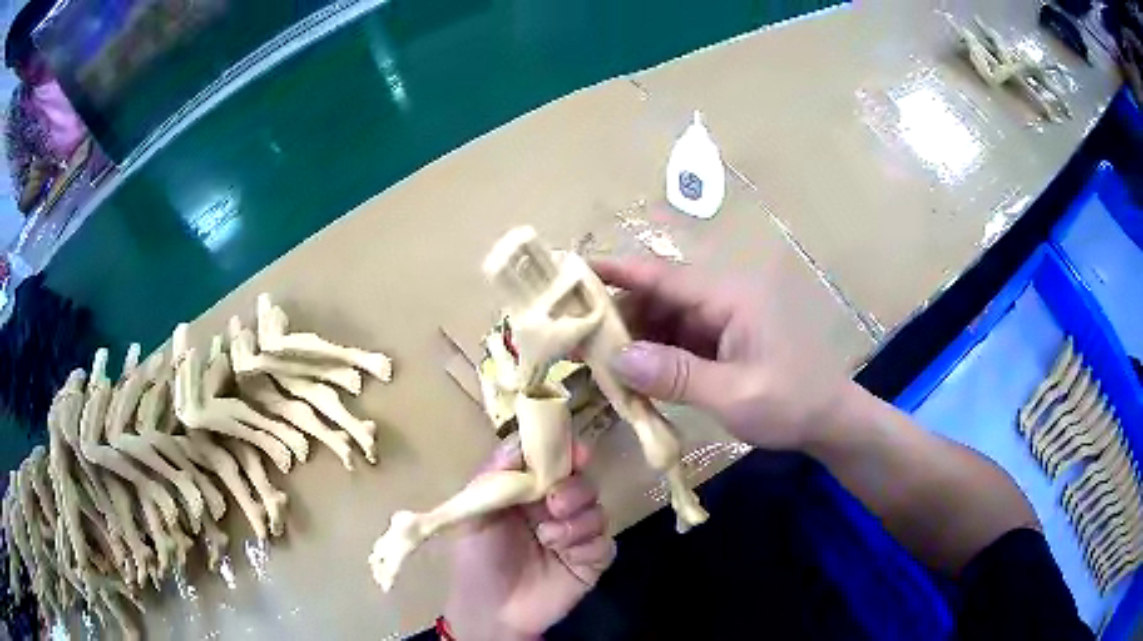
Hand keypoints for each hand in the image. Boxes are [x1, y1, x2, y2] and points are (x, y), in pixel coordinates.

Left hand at [444, 442, 614, 640]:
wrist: (490, 609)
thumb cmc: (477, 557)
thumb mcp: (476, 512)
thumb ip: (496, 474)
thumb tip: (521, 437)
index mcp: (528, 493)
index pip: (555, 462)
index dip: (567, 452)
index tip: (576, 452)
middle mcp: (555, 509)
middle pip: (583, 482)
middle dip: (574, 489)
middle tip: (554, 504)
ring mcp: (576, 535)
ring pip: (598, 510)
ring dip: (578, 521)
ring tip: (549, 538)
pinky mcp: (591, 561)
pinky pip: (606, 543)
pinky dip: (588, 544)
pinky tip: (566, 554)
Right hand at [593, 256, 852, 450]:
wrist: (831, 420)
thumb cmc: (792, 403)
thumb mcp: (734, 395)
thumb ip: (676, 375)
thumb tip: (617, 358)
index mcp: (731, 297)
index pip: (662, 275)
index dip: (615, 271)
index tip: (570, 270)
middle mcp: (724, 298)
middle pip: (659, 295)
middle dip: (617, 314)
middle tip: (573, 336)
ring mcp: (725, 319)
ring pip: (666, 318)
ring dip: (634, 338)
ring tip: (594, 359)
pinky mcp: (725, 340)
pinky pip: (680, 339)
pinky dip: (655, 354)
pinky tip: (632, 374)